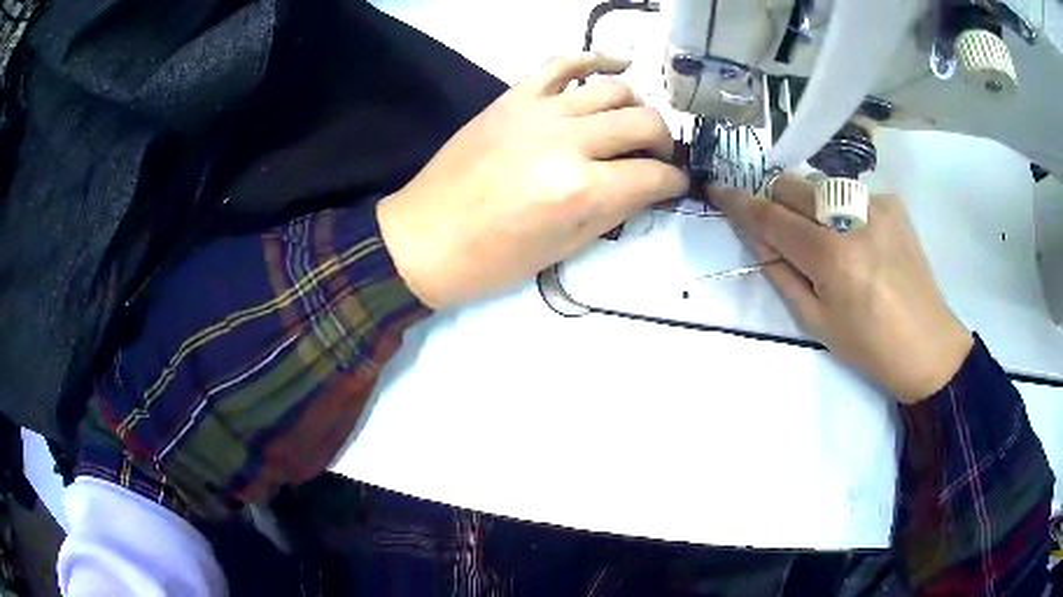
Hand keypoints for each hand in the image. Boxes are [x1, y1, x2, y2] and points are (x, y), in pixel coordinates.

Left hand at [377, 53, 686, 309]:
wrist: (423, 238)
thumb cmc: (492, 260)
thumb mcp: (563, 249)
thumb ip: (613, 210)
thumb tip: (648, 186)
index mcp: (579, 190)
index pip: (653, 175)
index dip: (674, 182)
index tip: (675, 185)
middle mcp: (566, 141)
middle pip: (643, 122)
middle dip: (663, 143)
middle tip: (656, 158)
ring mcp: (538, 111)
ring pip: (613, 88)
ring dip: (636, 106)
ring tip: (632, 124)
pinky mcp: (513, 97)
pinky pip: (562, 63)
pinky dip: (594, 59)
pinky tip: (616, 65)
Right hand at [710, 176, 972, 403]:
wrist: (927, 344)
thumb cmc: (869, 346)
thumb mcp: (815, 321)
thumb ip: (781, 273)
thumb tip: (756, 238)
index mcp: (831, 256)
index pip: (772, 217)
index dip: (740, 203)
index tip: (718, 190)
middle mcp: (852, 217)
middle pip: (793, 185)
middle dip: (776, 201)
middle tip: (781, 230)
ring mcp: (876, 203)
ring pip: (821, 184)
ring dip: (810, 204)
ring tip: (828, 240)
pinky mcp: (892, 202)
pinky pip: (850, 193)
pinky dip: (842, 210)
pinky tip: (859, 239)